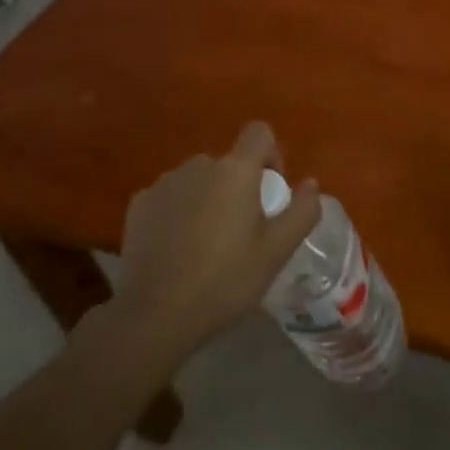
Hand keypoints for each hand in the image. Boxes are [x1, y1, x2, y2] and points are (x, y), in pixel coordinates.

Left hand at [109, 122, 321, 358]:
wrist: (153, 316)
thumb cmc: (224, 281)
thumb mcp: (276, 252)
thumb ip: (302, 211)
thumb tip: (310, 184)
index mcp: (235, 170)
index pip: (259, 132)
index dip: (271, 155)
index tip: (271, 192)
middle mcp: (199, 165)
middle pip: (228, 163)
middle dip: (238, 187)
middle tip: (241, 231)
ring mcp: (165, 182)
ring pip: (198, 180)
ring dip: (208, 198)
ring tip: (207, 244)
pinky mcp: (139, 204)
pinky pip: (171, 196)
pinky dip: (179, 212)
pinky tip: (177, 249)